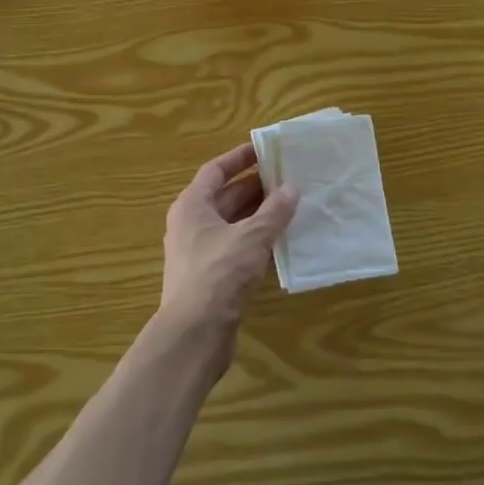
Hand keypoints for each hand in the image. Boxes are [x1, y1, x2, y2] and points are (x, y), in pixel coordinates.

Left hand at [156, 142, 298, 370]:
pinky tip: (280, 241)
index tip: (265, 149)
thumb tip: (292, 188)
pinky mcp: (210, 277)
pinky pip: (236, 247)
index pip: (215, 170)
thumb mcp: (252, 237)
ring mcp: (199, 252)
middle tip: (288, 177)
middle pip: (225, 196)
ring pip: (232, 223)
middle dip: (255, 187)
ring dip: (259, 214)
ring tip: (291, 205)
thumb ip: (274, 211)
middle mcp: (191, 225)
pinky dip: (256, 240)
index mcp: (192, 206)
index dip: (239, 158)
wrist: (194, 335)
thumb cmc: (218, 274)